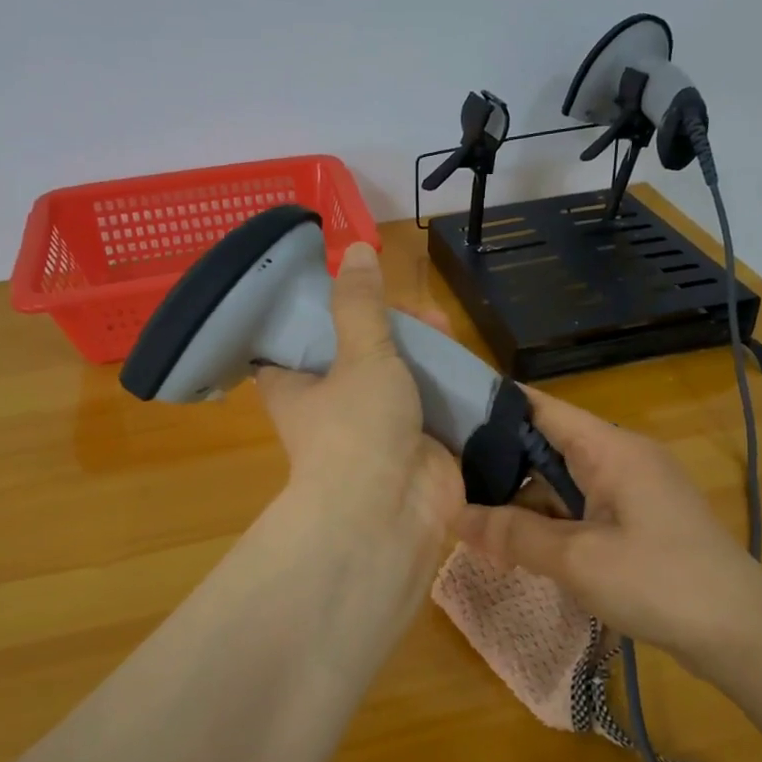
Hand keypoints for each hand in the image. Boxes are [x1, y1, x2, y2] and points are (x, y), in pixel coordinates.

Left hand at [255, 243, 463, 556]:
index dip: (319, 310)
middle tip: (418, 311)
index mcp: (295, 385)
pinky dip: (445, 387)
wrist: (389, 513)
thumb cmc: (357, 428)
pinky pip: (428, 406)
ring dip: (421, 354)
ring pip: (396, 378)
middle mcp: (329, 406)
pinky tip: (466, 365)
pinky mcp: (412, 445)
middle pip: (355, 352)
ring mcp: (373, 428)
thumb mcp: (358, 354)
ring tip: (446, 328)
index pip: (295, 340)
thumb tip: (354, 249)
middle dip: (389, 328)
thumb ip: (361, 303)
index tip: (348, 284)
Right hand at [452, 386, 761, 679]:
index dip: (493, 408)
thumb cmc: (659, 583)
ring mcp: (633, 490)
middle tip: (447, 481)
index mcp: (611, 448)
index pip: (541, 408)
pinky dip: (550, 521)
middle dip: (500, 464)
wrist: (742, 634)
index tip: (445, 419)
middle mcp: (622, 458)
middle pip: (548, 445)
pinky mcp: (639, 521)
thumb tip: (457, 516)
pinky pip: (582, 508)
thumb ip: (514, 535)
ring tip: (473, 520)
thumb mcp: (577, 559)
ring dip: (524, 501)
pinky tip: (518, 545)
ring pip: (563, 480)